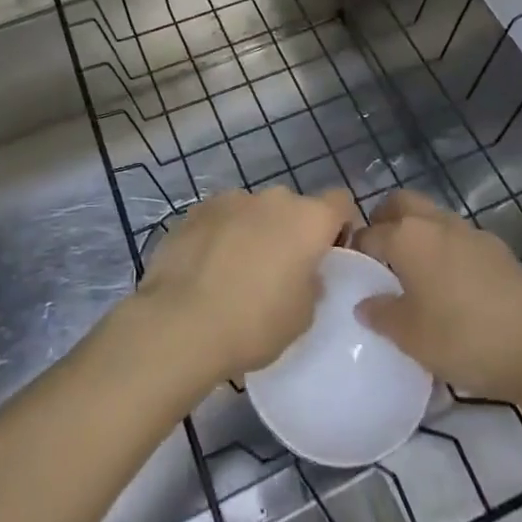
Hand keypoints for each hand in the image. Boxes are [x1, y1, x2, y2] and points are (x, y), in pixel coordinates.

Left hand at [133, 186, 352, 385]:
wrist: (180, 322)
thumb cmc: (254, 323)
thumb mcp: (302, 317)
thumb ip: (312, 284)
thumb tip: (303, 272)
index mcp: (308, 219)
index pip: (341, 202)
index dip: (340, 226)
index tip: (330, 255)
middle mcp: (272, 198)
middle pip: (294, 207)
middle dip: (292, 232)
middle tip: (282, 271)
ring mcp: (231, 198)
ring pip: (255, 211)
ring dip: (255, 232)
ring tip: (238, 272)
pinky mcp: (196, 209)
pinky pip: (222, 218)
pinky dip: (222, 235)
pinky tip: (208, 269)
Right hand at [354, 190, 521, 404]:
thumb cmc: (465, 338)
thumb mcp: (411, 337)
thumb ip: (381, 315)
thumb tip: (364, 303)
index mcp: (407, 236)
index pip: (368, 233)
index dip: (355, 249)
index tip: (350, 270)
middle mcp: (436, 223)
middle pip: (400, 204)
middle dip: (384, 221)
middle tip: (379, 257)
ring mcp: (471, 233)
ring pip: (432, 217)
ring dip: (417, 233)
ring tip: (413, 274)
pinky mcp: (499, 250)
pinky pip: (458, 239)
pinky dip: (445, 250)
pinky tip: (451, 287)